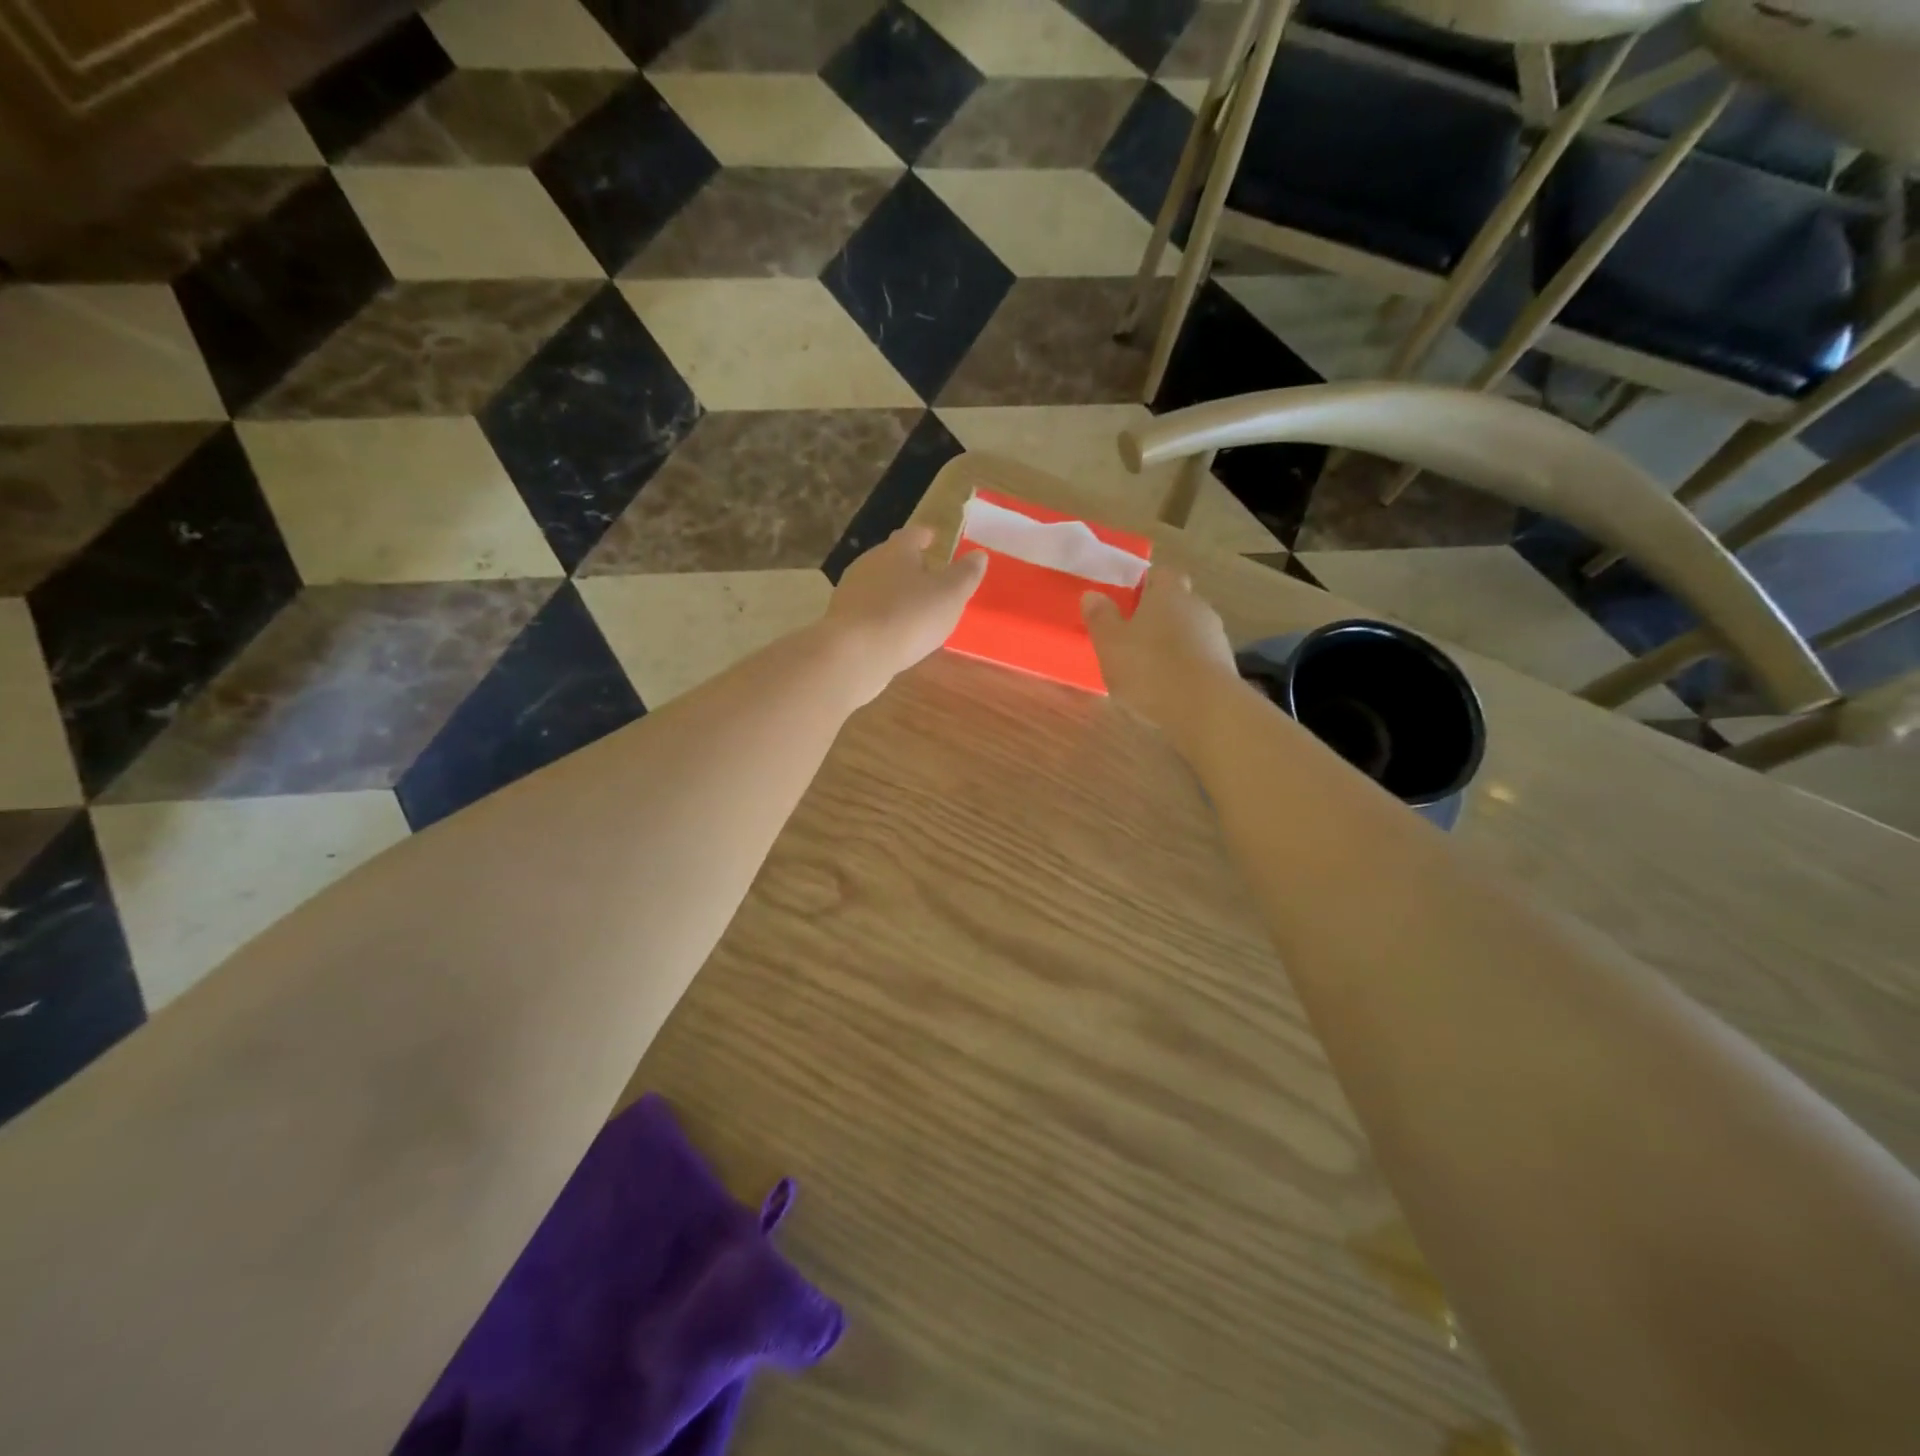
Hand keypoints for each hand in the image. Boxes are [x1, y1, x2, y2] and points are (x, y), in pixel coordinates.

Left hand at [824, 526, 987, 702]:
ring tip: (913, 608)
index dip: (924, 536)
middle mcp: (868, 564)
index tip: (933, 538)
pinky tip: (893, 632)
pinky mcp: (841, 621)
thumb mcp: (950, 595)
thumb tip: (979, 555)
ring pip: (877, 585)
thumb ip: (966, 575)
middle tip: (928, 576)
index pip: (912, 534)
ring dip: (894, 592)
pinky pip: (867, 612)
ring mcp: (850, 593)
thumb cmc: (908, 616)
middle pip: (891, 558)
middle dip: (909, 565)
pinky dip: (882, 616)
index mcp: (896, 551)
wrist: (854, 654)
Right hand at [1082, 568, 1239, 748]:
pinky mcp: (1225, 667)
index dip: (1144, 583)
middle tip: (1132, 636)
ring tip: (1149, 668)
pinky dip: (1184, 666)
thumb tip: (1092, 594)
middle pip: (1177, 602)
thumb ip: (1100, 617)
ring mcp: (1216, 637)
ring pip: (1189, 631)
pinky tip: (1169, 687)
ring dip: (1172, 643)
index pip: (1160, 573)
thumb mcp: (1110, 643)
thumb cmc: (1149, 668)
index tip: (1127, 600)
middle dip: (1157, 615)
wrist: (1205, 709)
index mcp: (1169, 593)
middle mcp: (1197, 607)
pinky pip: (1199, 658)